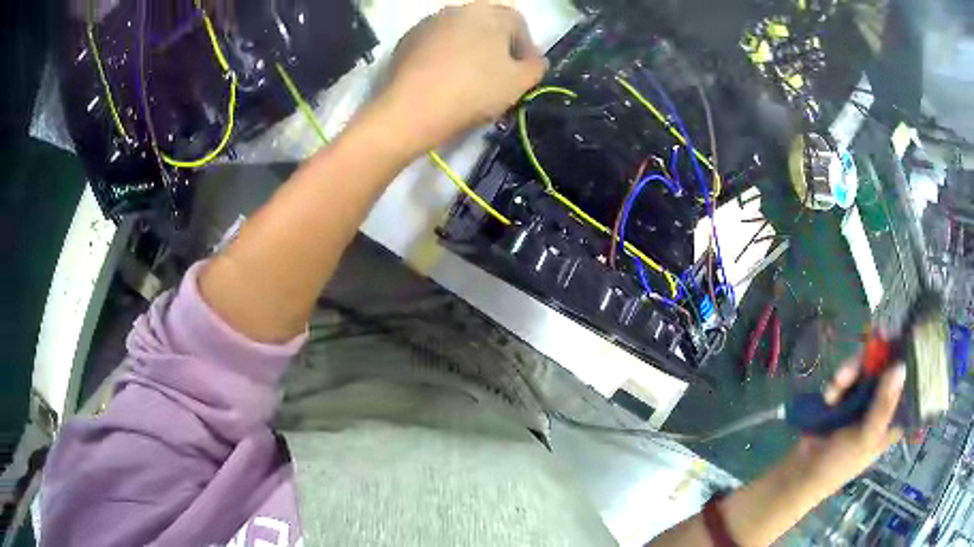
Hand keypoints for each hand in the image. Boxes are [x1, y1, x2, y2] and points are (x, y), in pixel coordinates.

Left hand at [373, 1, 547, 154]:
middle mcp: (457, 9)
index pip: (518, 22)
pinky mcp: (406, 41)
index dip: (527, 47)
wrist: (412, 109)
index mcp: (489, 12)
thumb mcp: (519, 83)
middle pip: (487, 26)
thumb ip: (536, 67)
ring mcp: (428, 23)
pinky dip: (444, 57)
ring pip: (459, 34)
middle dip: (497, 47)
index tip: (526, 71)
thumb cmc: (474, 91)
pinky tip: (444, 80)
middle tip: (500, 76)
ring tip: (470, 79)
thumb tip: (535, 60)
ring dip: (470, 51)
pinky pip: (435, 45)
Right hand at [791, 360, 905, 498]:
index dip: (907, 360)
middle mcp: (883, 403)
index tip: (902, 340)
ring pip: (866, 367)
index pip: (908, 383)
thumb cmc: (840, 462)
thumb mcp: (866, 437)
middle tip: (862, 356)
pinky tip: (830, 394)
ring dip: (850, 372)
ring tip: (837, 383)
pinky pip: (849, 374)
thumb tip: (901, 365)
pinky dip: (839, 380)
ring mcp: (865, 398)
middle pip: (886, 367)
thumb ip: (883, 404)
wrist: (803, 471)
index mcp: (894, 417)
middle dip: (873, 361)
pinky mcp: (847, 394)